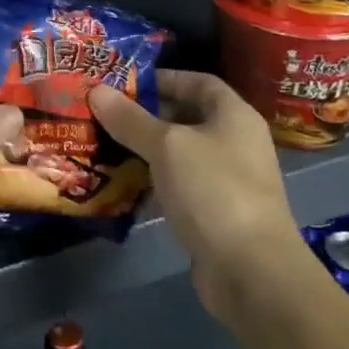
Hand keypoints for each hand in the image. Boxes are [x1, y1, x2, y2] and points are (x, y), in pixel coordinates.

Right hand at [90, 70, 303, 323]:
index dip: (163, 78)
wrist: (252, 271)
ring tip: (105, 147)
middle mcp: (236, 142)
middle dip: (147, 116)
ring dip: (147, 152)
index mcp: (234, 115)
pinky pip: (181, 187)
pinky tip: (123, 187)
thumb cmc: (213, 191)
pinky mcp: (217, 214)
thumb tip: (97, 90)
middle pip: (188, 117)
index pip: (198, 81)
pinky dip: (155, 184)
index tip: (124, 83)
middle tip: (105, 115)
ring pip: (182, 155)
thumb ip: (131, 119)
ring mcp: (229, 180)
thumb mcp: (167, 147)